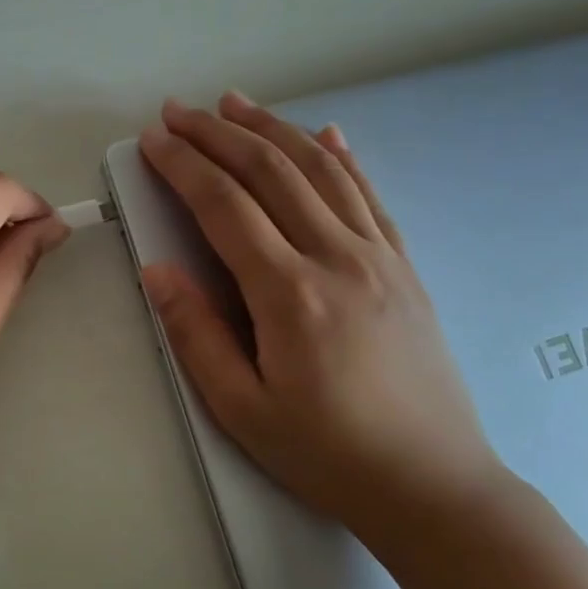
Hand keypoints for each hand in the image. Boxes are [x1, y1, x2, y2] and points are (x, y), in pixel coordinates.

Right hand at [138, 93, 503, 541]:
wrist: (434, 486)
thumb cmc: (327, 453)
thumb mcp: (242, 409)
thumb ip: (195, 334)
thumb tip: (158, 269)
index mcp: (290, 293)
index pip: (224, 205)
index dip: (183, 165)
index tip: (153, 139)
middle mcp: (337, 257)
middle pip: (271, 171)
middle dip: (218, 133)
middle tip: (179, 110)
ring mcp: (379, 255)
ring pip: (321, 169)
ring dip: (273, 128)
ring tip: (236, 103)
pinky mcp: (404, 265)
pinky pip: (369, 195)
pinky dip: (342, 156)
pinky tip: (325, 133)